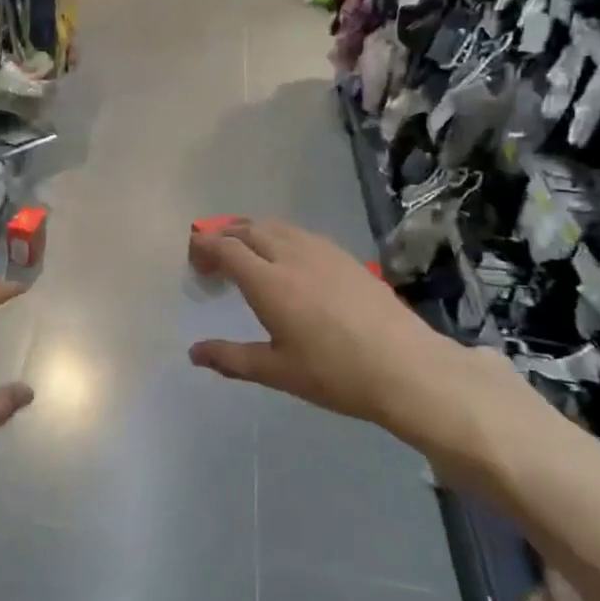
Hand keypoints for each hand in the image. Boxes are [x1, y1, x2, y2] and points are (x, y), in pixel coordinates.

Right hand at [188, 219, 535, 475]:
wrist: (407, 369)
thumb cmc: (335, 374)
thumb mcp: (277, 372)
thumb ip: (230, 358)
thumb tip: (193, 353)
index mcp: (269, 283)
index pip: (226, 248)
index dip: (204, 247)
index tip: (192, 258)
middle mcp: (292, 256)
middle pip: (248, 229)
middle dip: (223, 236)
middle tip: (211, 257)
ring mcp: (322, 252)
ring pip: (276, 226)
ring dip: (250, 231)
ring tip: (242, 252)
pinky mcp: (345, 256)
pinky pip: (300, 233)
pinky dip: (278, 236)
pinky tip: (284, 258)